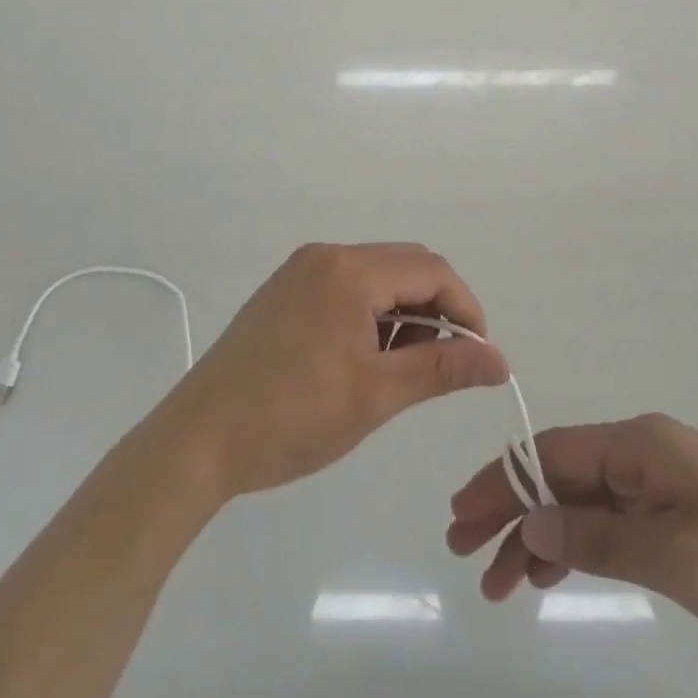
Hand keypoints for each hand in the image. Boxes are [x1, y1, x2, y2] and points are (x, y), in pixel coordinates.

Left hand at [156, 243, 509, 499]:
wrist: (197, 442)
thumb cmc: (292, 418)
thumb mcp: (376, 394)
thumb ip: (442, 368)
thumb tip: (500, 361)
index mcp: (350, 270)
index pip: (432, 271)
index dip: (466, 309)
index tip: (477, 357)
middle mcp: (327, 255)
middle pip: (407, 265)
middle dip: (437, 307)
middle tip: (442, 363)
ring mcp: (301, 270)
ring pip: (378, 274)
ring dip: (404, 310)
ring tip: (400, 366)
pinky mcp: (285, 289)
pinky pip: (347, 284)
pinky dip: (372, 311)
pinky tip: (365, 356)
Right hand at [447, 413, 697, 651]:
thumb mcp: (670, 553)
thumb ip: (595, 537)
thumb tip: (529, 521)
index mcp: (638, 443)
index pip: (553, 452)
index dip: (504, 480)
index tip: (464, 513)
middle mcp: (638, 452)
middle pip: (559, 475)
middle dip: (511, 509)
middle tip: (466, 551)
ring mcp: (653, 481)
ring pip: (578, 501)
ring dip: (539, 535)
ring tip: (501, 583)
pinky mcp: (666, 511)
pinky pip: (606, 521)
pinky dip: (575, 545)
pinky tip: (549, 574)